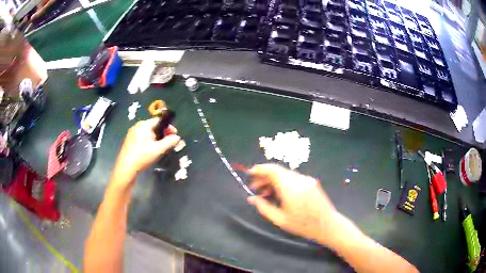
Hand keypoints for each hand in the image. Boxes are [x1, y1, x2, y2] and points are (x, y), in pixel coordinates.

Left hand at [113, 118, 179, 181]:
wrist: (126, 168)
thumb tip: (177, 137)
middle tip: (169, 143)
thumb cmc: (142, 156)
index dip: (168, 127)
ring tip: (161, 147)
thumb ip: (169, 142)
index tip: (174, 135)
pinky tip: (150, 150)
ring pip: (148, 132)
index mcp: (144, 125)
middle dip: (163, 133)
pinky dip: (148, 141)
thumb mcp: (158, 149)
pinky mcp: (129, 140)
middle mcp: (137, 126)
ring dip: (156, 138)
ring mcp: (132, 133)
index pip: (159, 121)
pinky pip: (142, 137)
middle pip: (154, 126)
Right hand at [248, 164, 353, 247]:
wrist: (327, 225)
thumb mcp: (280, 219)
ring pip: (285, 174)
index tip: (250, 173)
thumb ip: (264, 207)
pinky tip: (278, 193)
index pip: (273, 170)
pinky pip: (293, 178)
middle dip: (264, 177)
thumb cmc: (303, 225)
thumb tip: (251, 198)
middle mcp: (299, 180)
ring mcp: (306, 180)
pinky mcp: (311, 182)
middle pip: (278, 171)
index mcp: (291, 188)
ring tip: (265, 193)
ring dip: (273, 180)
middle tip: (254, 187)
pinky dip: (283, 183)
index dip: (260, 169)